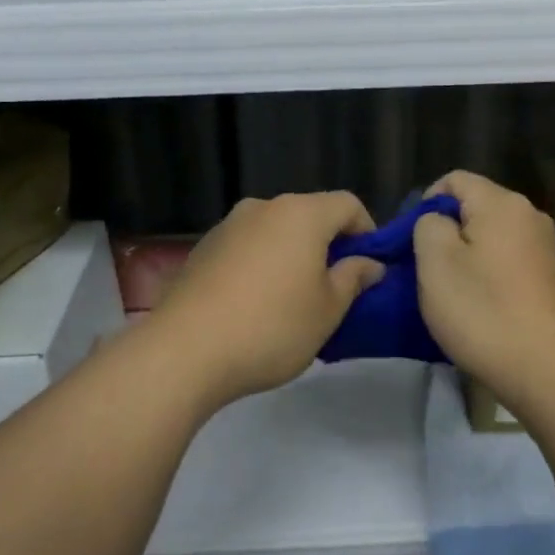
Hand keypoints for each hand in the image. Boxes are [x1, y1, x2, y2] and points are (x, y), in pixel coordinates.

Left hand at [147, 192, 385, 406]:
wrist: (186, 350)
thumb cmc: (272, 327)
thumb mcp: (328, 310)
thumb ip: (352, 279)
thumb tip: (368, 263)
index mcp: (301, 214)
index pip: (347, 204)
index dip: (367, 231)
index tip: (368, 267)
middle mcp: (263, 207)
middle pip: (309, 215)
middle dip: (327, 244)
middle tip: (334, 288)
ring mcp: (227, 226)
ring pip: (274, 231)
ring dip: (292, 255)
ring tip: (293, 299)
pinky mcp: (202, 249)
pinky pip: (246, 247)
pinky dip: (261, 264)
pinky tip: (255, 304)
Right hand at [413, 170, 554, 396]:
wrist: (543, 368)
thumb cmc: (481, 310)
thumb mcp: (435, 262)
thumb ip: (428, 225)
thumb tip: (438, 221)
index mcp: (502, 203)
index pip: (454, 180)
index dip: (425, 203)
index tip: (413, 241)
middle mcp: (529, 214)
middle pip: (475, 205)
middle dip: (446, 229)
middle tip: (426, 267)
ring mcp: (544, 246)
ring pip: (491, 234)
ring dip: (466, 253)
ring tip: (451, 287)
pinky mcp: (549, 275)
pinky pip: (507, 257)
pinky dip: (488, 270)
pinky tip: (479, 301)